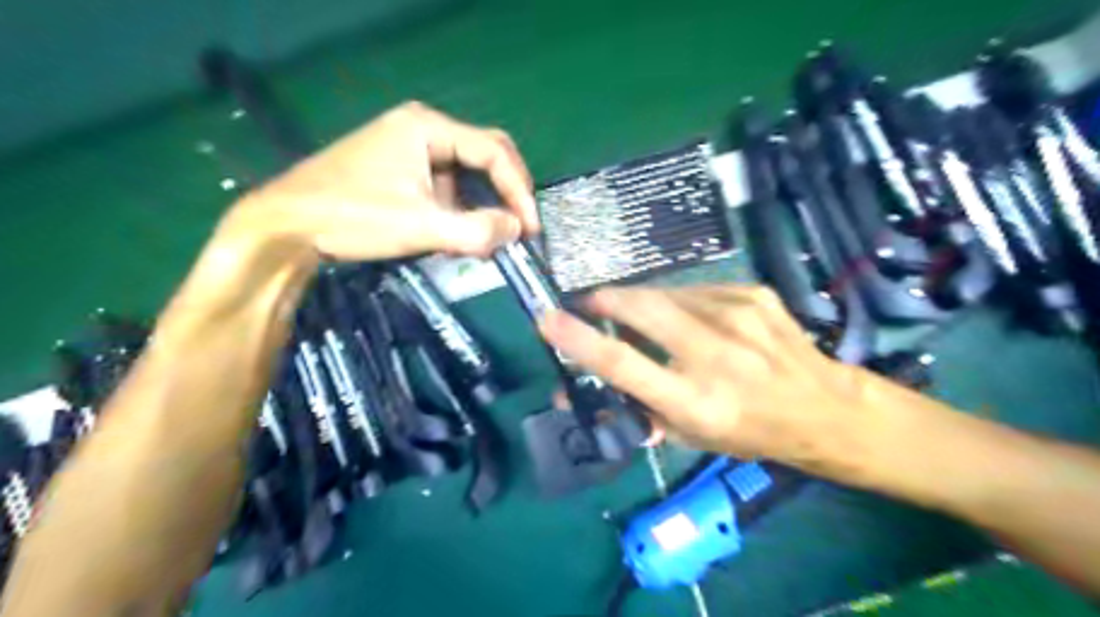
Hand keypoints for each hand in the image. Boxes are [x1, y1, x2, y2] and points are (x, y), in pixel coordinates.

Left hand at [212, 98, 537, 261]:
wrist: (285, 226)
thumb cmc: (352, 216)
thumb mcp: (420, 226)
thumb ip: (476, 230)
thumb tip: (516, 231)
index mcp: (428, 127)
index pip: (494, 151)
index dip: (520, 190)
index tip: (530, 229)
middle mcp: (422, 128)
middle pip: (484, 156)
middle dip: (505, 193)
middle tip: (519, 227)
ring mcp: (408, 148)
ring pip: (464, 175)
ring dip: (480, 206)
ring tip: (487, 239)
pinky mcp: (398, 169)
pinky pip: (443, 186)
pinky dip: (458, 210)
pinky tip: (455, 235)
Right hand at [540, 283, 878, 471]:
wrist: (825, 408)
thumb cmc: (751, 432)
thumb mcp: (691, 438)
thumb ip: (638, 409)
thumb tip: (584, 393)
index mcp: (696, 401)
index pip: (624, 364)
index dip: (580, 340)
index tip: (548, 320)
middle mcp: (716, 353)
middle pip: (640, 308)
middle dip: (605, 300)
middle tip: (590, 304)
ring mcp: (738, 315)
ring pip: (665, 293)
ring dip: (644, 304)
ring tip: (648, 320)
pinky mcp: (752, 293)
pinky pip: (695, 290)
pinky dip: (681, 302)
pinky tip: (695, 320)